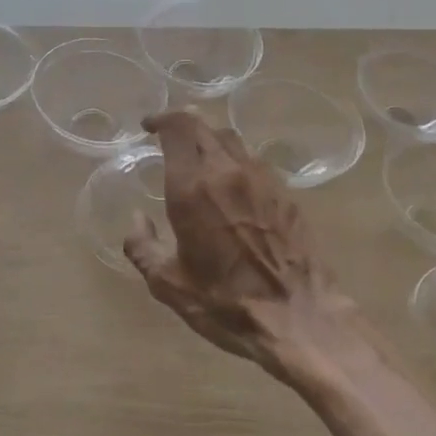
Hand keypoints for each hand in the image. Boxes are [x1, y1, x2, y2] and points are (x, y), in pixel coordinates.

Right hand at [124, 111, 350, 377]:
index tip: (149, 126)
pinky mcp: (284, 192)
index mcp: (192, 188)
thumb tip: (137, 219)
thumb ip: (143, 246)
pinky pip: (254, 161)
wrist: (298, 317)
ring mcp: (261, 179)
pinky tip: (231, 181)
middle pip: (204, 126)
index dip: (162, 118)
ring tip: (198, 155)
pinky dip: (234, 159)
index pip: (178, 128)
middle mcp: (226, 172)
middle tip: (169, 136)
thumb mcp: (168, 283)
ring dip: (210, 138)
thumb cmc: (224, 302)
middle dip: (183, 124)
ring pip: (231, 139)